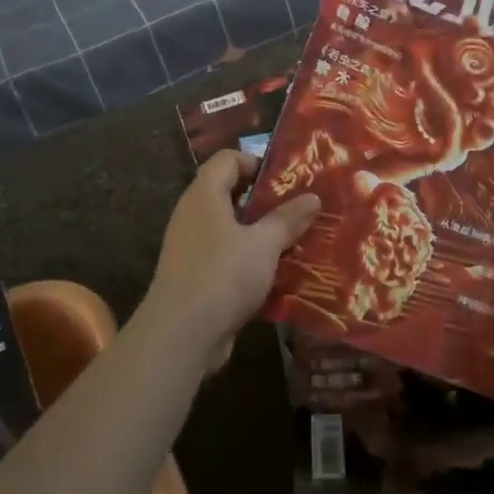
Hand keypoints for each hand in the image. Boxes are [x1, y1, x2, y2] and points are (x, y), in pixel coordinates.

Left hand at [146, 151, 319, 361]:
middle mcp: (193, 213)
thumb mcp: (264, 245)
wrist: (180, 334)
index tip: (286, 181)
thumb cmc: (222, 275)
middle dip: (264, 201)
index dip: (256, 161)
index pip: (227, 159)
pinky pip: (225, 256)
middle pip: (228, 192)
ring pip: (229, 228)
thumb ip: (288, 219)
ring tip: (293, 241)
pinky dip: (247, 259)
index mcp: (204, 194)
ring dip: (259, 233)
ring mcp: (190, 246)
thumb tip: (313, 197)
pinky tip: (275, 274)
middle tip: (297, 210)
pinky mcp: (194, 275)